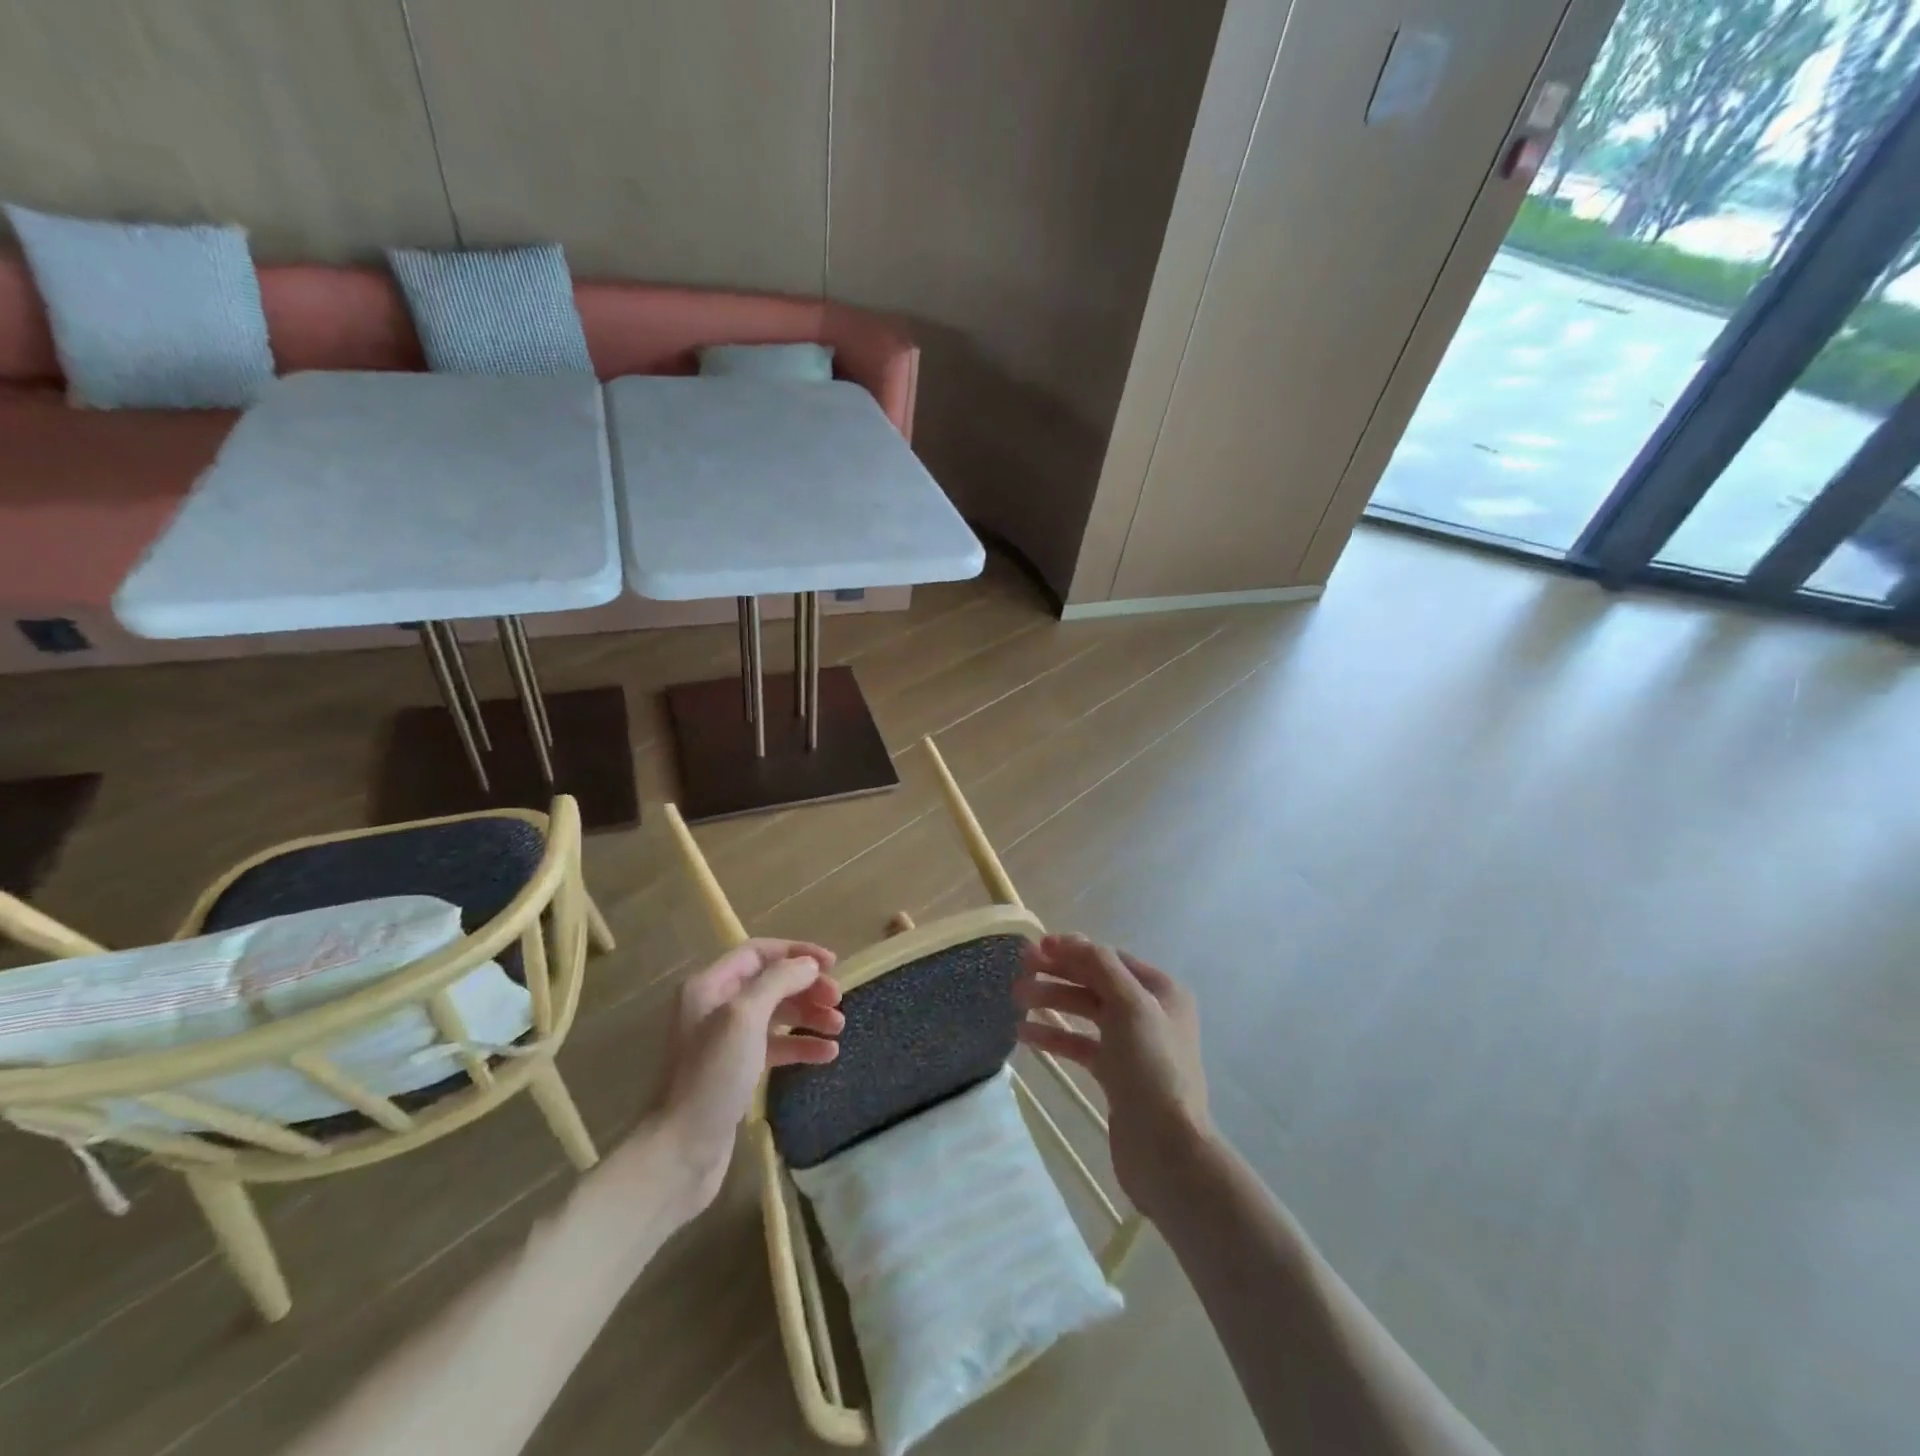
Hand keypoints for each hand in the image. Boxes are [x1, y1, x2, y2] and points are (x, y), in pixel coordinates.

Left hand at [652, 939, 843, 1213]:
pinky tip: (827, 1054)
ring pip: (777, 1015)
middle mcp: (716, 1006)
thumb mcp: (745, 1017)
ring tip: (839, 1028)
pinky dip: (801, 1046)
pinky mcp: (737, 1070)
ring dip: (809, 1016)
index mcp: (710, 986)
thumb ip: (778, 981)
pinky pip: (775, 1046)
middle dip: (807, 988)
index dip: (796, 952)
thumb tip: (808, 965)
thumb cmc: (712, 1075)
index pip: (759, 952)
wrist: (681, 1151)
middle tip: (838, 1000)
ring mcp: (726, 1040)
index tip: (832, 964)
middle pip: (771, 982)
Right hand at [1014, 935, 1210, 1223]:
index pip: (1109, 958)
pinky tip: (1024, 1035)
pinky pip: (1081, 1044)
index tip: (1036, 948)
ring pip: (1085, 1012)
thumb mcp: (1129, 1005)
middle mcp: (1149, 1012)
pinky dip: (1055, 1036)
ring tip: (1016, 1000)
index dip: (1073, 949)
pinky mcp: (1116, 1075)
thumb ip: (1099, 966)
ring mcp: (1132, 1045)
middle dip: (1058, 974)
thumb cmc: (1151, 1067)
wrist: (1167, 1150)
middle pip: (1095, 982)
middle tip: (1019, 971)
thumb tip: (1068, 939)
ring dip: (1052, 1002)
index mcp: (1161, 990)